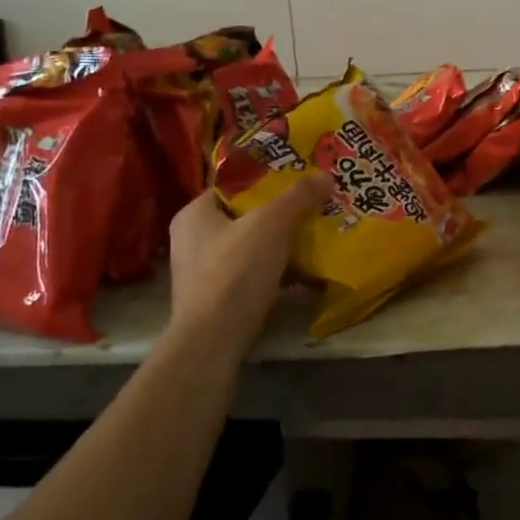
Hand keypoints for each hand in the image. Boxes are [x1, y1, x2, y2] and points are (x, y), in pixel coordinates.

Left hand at [167, 174, 332, 353]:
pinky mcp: (220, 303)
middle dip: (282, 217)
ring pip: (253, 251)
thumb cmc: (234, 273)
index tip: (300, 182)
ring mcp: (205, 275)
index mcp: (194, 215)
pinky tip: (309, 280)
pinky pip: (255, 280)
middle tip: (315, 209)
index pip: (233, 187)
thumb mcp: (271, 226)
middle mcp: (193, 242)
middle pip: (246, 219)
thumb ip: (298, 198)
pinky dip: (280, 278)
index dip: (267, 181)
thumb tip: (325, 175)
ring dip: (283, 248)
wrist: (213, 343)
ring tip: (318, 240)